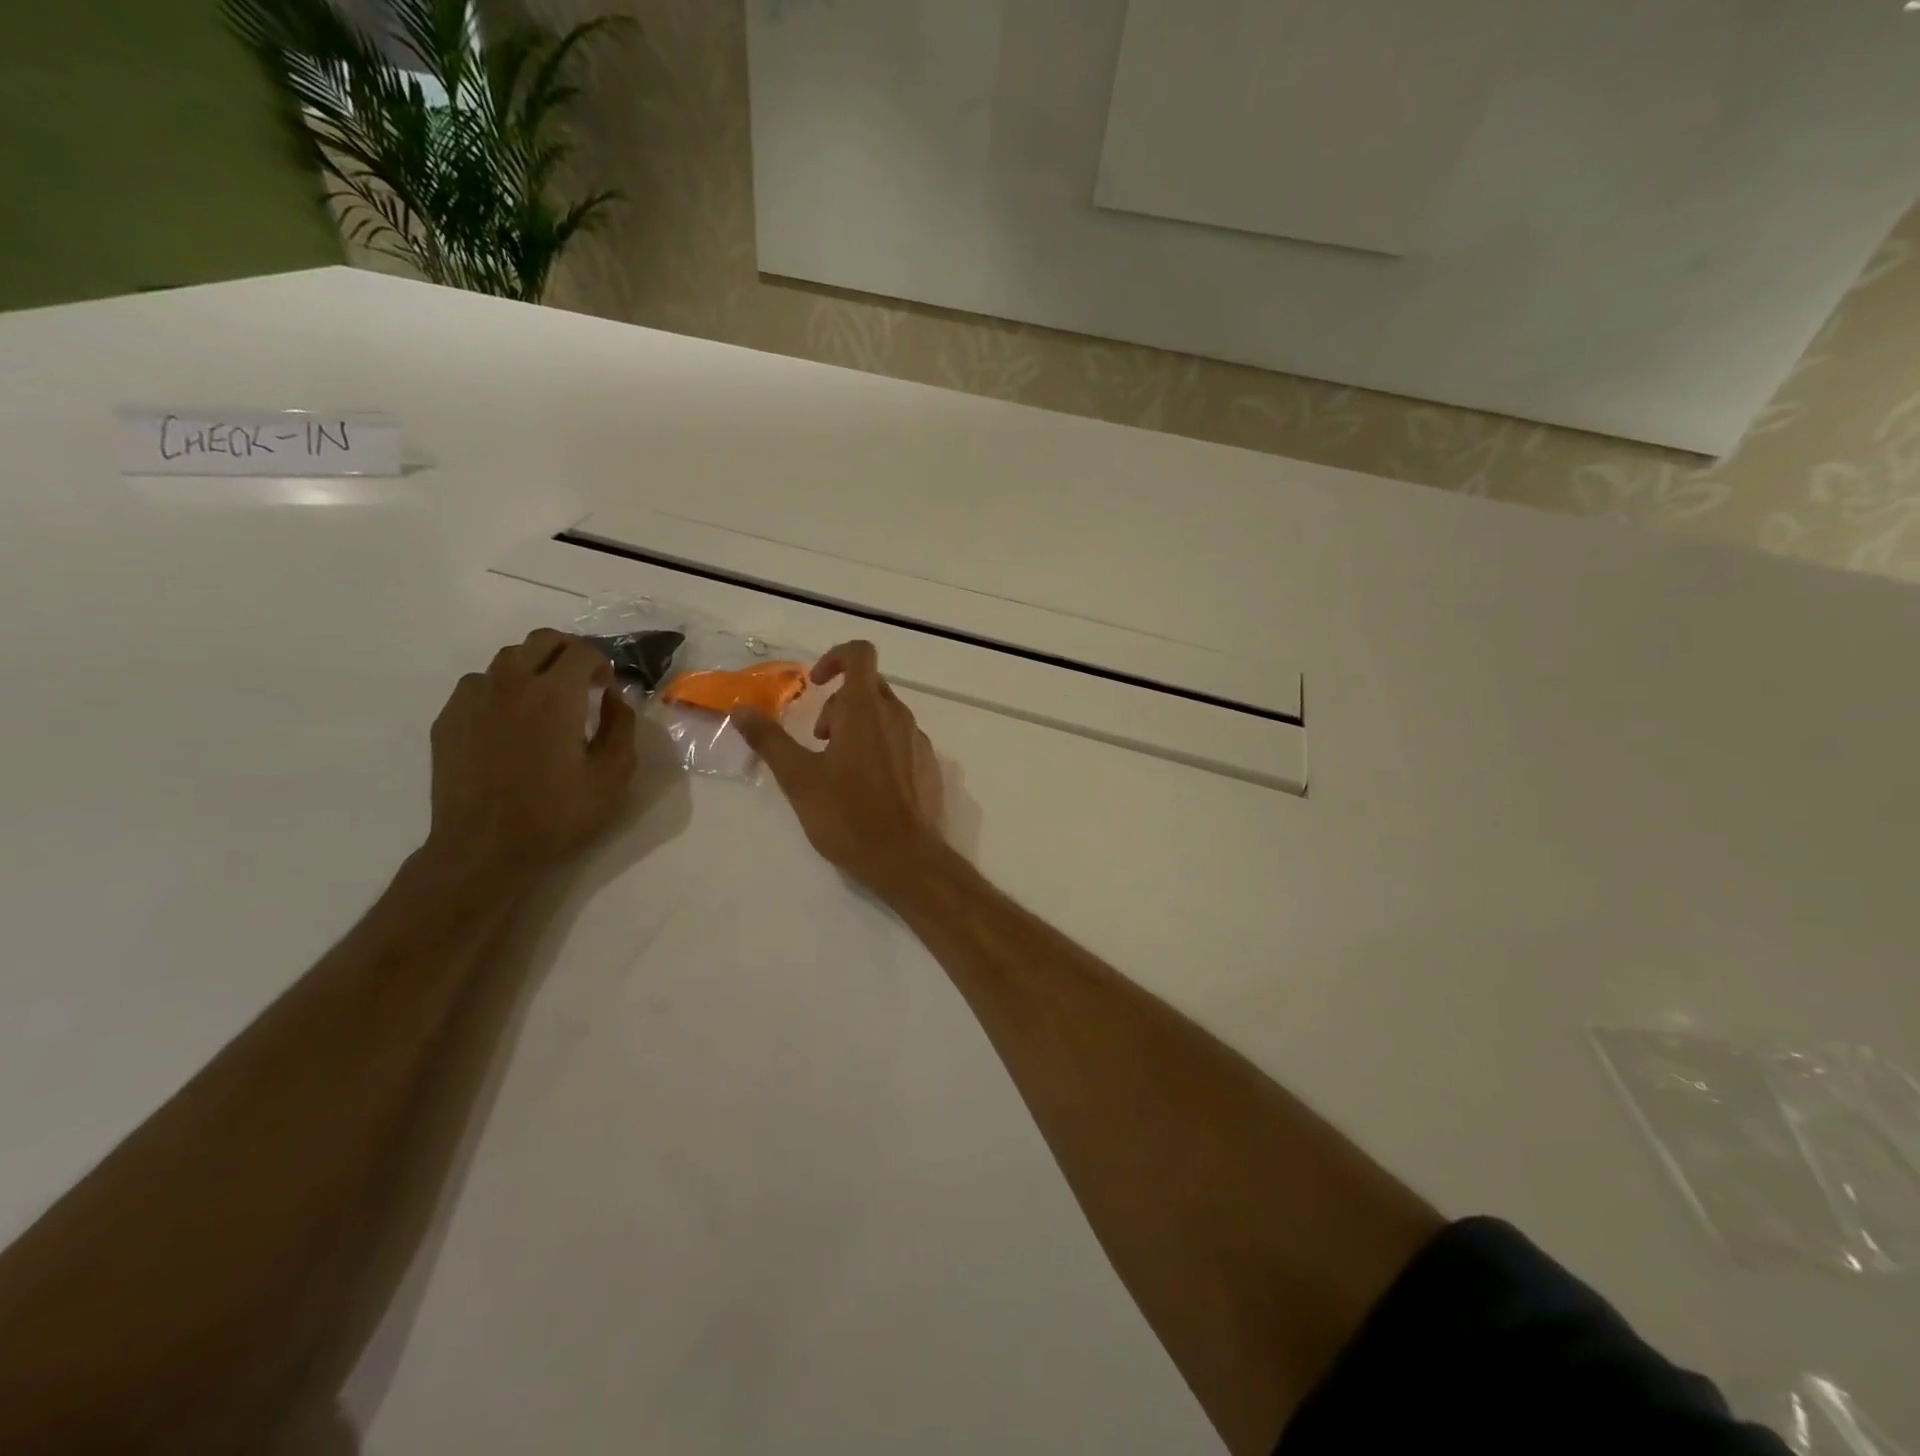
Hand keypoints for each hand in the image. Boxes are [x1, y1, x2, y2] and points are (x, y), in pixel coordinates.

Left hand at [426, 630, 637, 879]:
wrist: (485, 848)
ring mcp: (473, 699)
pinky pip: (478, 684)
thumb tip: (614, 697)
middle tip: (582, 682)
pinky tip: (510, 721)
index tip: (608, 688)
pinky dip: (501, 689)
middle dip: (569, 652)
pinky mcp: (449, 718)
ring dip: (534, 667)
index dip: (602, 663)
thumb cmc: (558, 813)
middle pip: (542, 640)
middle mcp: (511, 683)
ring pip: (507, 658)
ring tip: (545, 700)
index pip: (582, 650)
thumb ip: (622, 725)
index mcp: (556, 694)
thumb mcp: (614, 774)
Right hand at [737, 641, 944, 895]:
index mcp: (865, 710)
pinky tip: (868, 785)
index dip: (835, 657)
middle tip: (819, 739)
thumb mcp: (798, 778)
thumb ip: (769, 740)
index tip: (815, 683)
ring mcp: (918, 740)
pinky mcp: (929, 765)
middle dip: (839, 702)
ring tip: (840, 767)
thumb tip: (740, 709)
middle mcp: (897, 716)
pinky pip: (902, 739)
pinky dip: (881, 746)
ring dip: (859, 725)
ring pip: (886, 714)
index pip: (860, 654)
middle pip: (869, 686)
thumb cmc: (847, 815)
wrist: (904, 857)